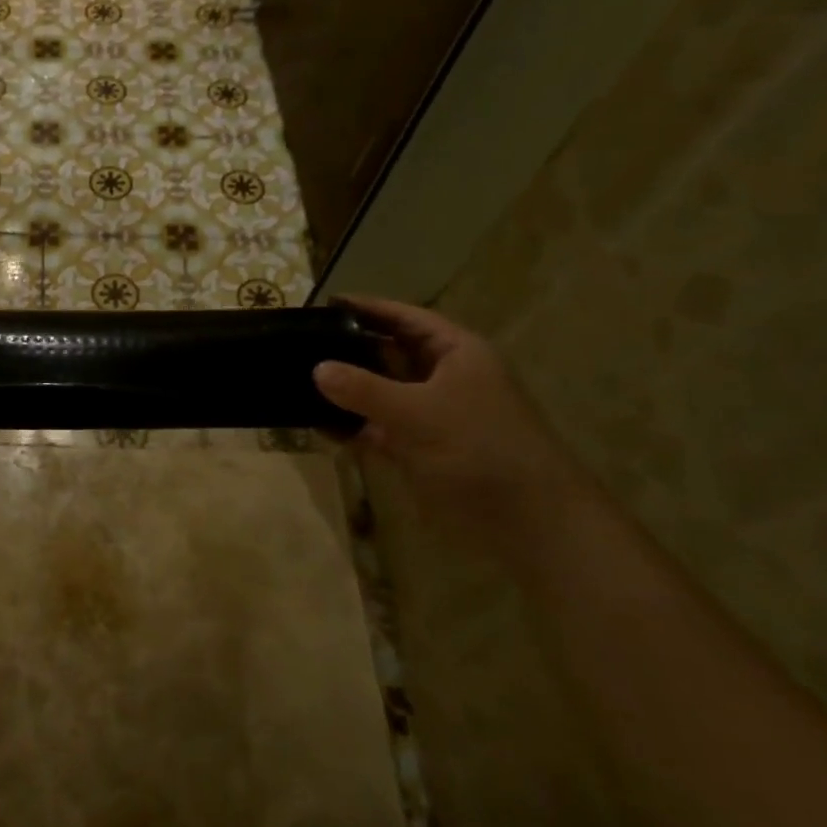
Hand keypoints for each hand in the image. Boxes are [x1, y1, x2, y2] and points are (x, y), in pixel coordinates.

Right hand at [313, 297, 596, 553]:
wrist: (529, 522)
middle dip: (350, 348)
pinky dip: (350, 425)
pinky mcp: (418, 448)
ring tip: (298, 378)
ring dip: (346, 390)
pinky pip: (376, 427)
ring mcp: (430, 415)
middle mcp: (443, 378)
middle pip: (390, 353)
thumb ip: (364, 389)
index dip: (370, 309)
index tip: (327, 303)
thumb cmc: (480, 449)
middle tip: (302, 342)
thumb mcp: (418, 412)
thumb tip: (317, 368)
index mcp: (456, 354)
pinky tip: (315, 422)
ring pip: (380, 392)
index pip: (407, 319)